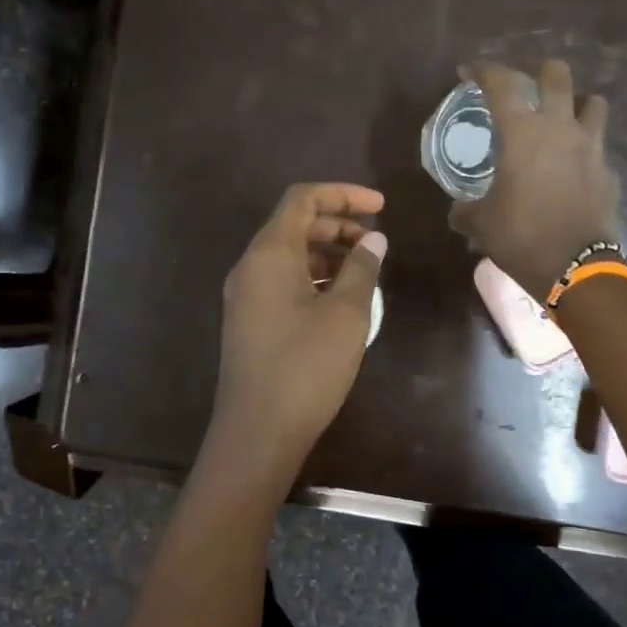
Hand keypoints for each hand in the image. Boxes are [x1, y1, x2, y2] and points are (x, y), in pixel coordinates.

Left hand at [211, 183, 387, 464]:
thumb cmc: (306, 367)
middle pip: (294, 224)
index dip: (344, 194)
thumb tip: (373, 239)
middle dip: (337, 223)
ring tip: (364, 270)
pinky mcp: (249, 320)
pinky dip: (313, 276)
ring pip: (288, 255)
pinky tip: (340, 298)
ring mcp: (245, 295)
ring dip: (326, 252)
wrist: (257, 431)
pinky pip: (282, 281)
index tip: (381, 206)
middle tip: (375, 241)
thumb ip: (362, 269)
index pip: (303, 199)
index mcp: (269, 253)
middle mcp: (250, 266)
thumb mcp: (346, 314)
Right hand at [448, 61, 619, 300]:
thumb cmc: (520, 237)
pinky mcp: (608, 171)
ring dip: (574, 101)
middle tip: (523, 80)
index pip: (501, 83)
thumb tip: (458, 210)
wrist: (575, 267)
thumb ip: (466, 209)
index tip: (469, 71)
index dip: (483, 70)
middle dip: (536, 69)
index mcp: (522, 132)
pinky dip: (585, 147)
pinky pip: (598, 146)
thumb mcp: (480, 223)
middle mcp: (560, 128)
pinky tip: (572, 166)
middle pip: (556, 73)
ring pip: (592, 102)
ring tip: (559, 116)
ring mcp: (591, 147)